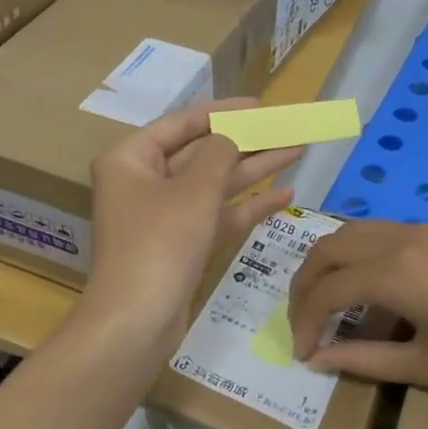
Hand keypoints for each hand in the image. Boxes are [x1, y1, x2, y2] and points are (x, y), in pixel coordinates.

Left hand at [81, 99, 300, 355]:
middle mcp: (143, 183)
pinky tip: (285, 195)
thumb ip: (219, 153)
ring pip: (214, 185)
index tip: (261, 106)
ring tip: (296, 151)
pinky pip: (217, 217)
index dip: (223, 112)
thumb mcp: (194, 190)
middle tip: (287, 128)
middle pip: (201, 154)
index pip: (182, 124)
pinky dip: (247, 207)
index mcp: (131, 160)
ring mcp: (162, 217)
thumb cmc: (160, 244)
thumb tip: (232, 135)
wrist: (136, 323)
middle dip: (245, 142)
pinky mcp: (180, 246)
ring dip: (253, 170)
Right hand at [287, 222, 427, 428]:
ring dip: (336, 266)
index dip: (305, 321)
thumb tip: (318, 359)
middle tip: (303, 323)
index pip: (329, 289)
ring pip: (359, 234)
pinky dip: (367, 261)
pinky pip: (390, 238)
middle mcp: (408, 238)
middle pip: (333, 246)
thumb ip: (364, 359)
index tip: (302, 354)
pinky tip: (377, 299)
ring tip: (331, 310)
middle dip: (308, 283)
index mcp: (398, 271)